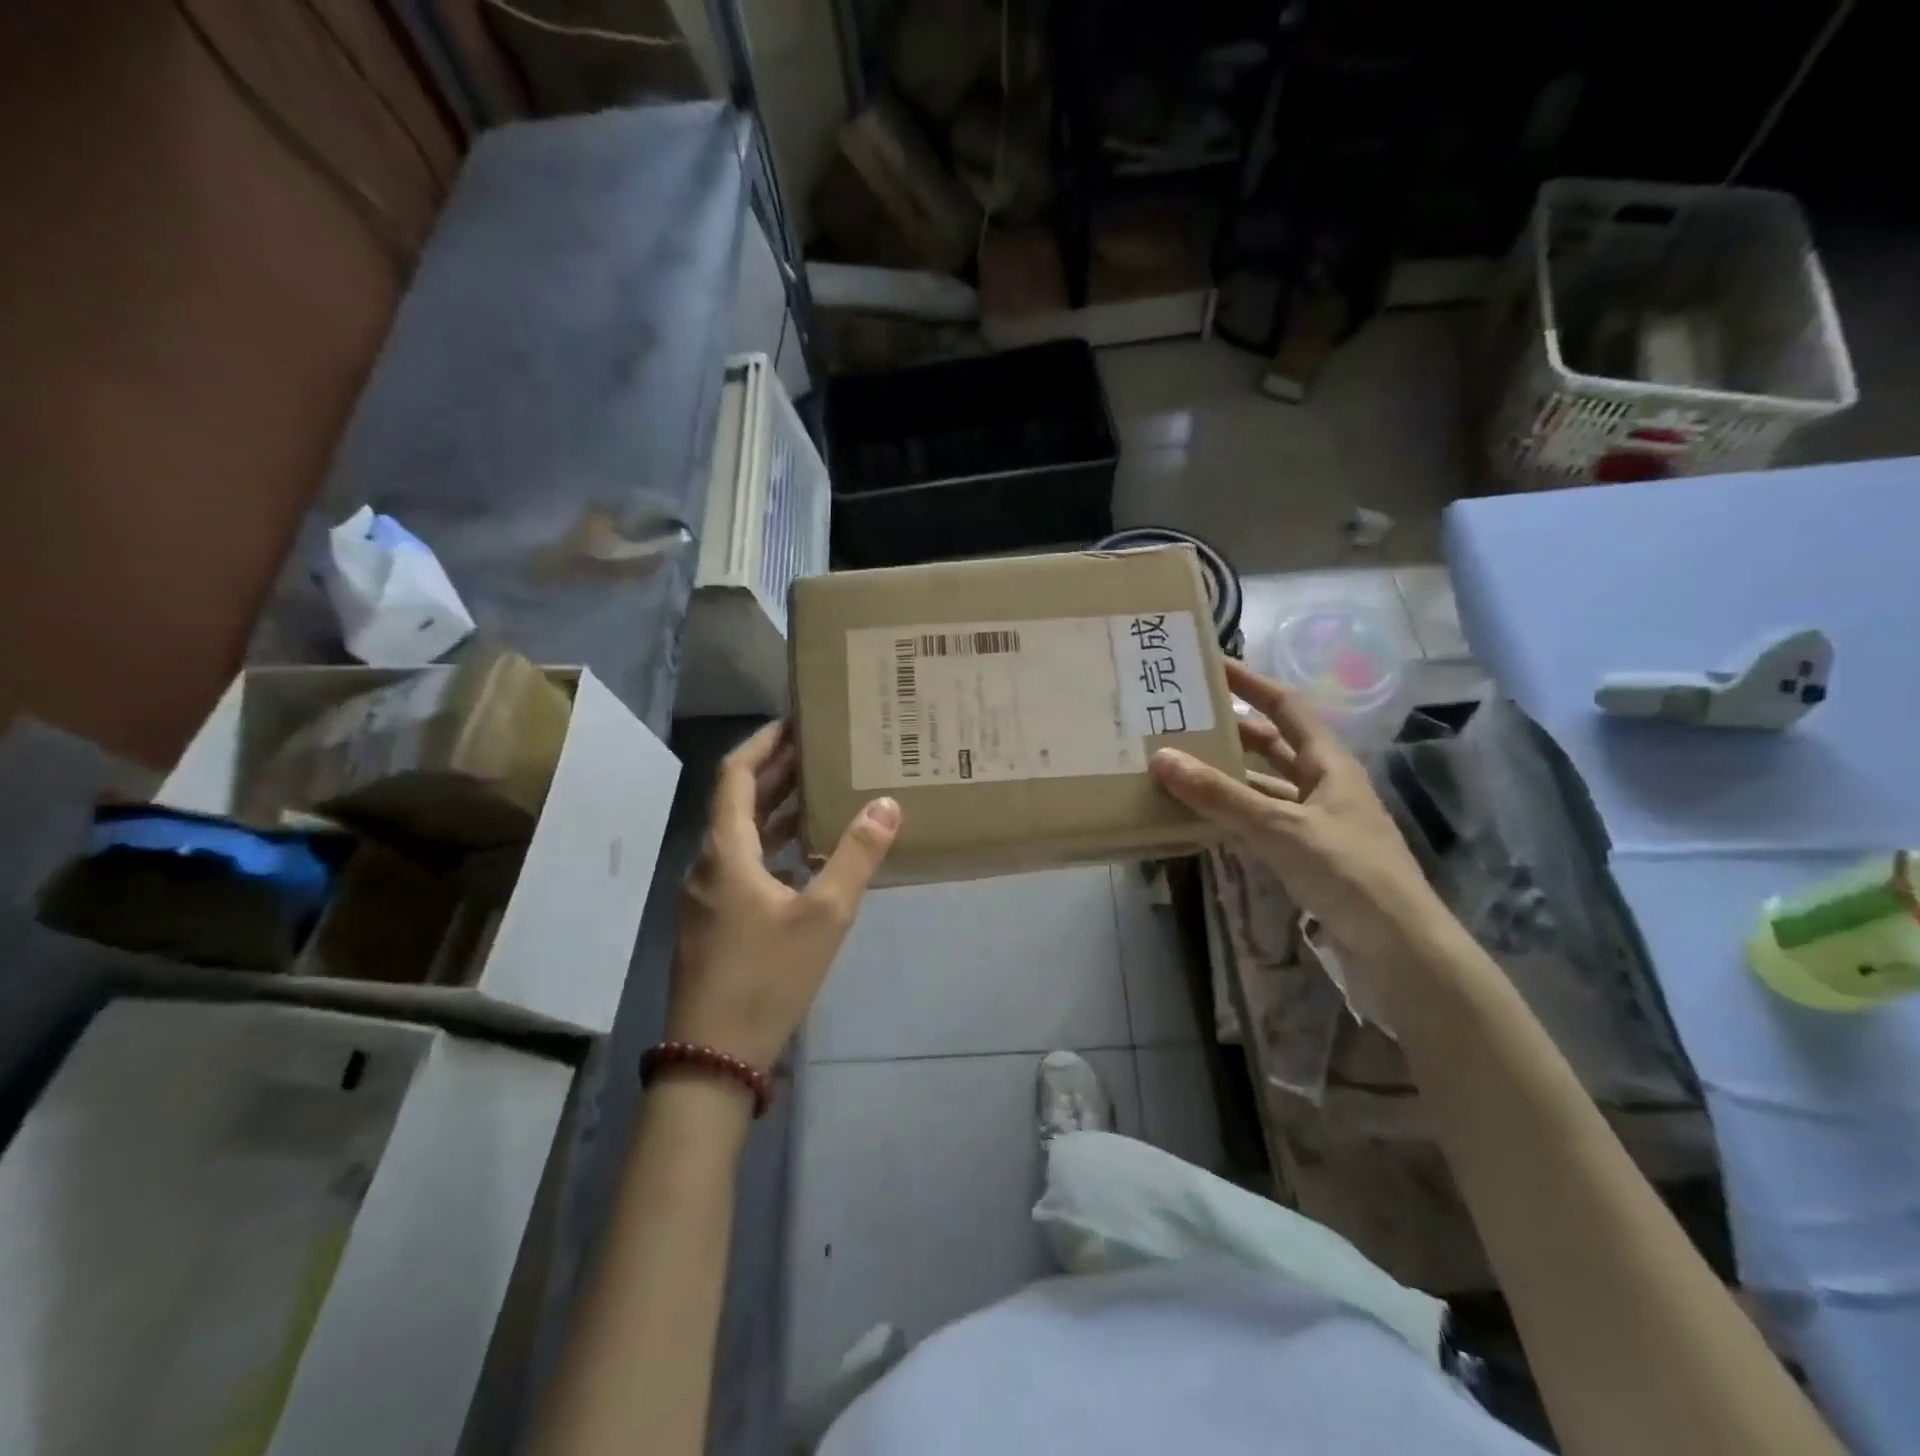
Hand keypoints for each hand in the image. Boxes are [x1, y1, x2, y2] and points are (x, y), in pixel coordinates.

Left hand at [669, 721, 901, 1069]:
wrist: (713, 1056)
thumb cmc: (767, 977)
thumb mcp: (824, 916)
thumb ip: (856, 856)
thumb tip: (886, 803)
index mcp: (726, 851)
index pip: (736, 775)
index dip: (763, 743)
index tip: (795, 721)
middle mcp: (709, 864)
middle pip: (738, 802)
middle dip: (777, 772)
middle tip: (819, 750)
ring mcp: (707, 896)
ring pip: (741, 836)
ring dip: (775, 811)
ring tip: (819, 792)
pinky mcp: (714, 922)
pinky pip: (743, 865)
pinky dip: (772, 847)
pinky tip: (804, 858)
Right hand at [1148, 659, 1442, 964]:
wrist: (1400, 950)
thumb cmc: (1349, 873)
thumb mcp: (1281, 829)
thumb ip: (1221, 796)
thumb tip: (1161, 758)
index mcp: (1329, 764)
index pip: (1287, 707)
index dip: (1252, 683)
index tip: (1212, 665)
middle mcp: (1323, 785)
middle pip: (1271, 746)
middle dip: (1230, 730)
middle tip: (1181, 719)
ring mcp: (1315, 823)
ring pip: (1263, 787)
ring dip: (1226, 777)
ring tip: (1178, 765)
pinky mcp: (1307, 856)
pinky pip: (1260, 823)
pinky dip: (1231, 816)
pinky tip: (1200, 818)